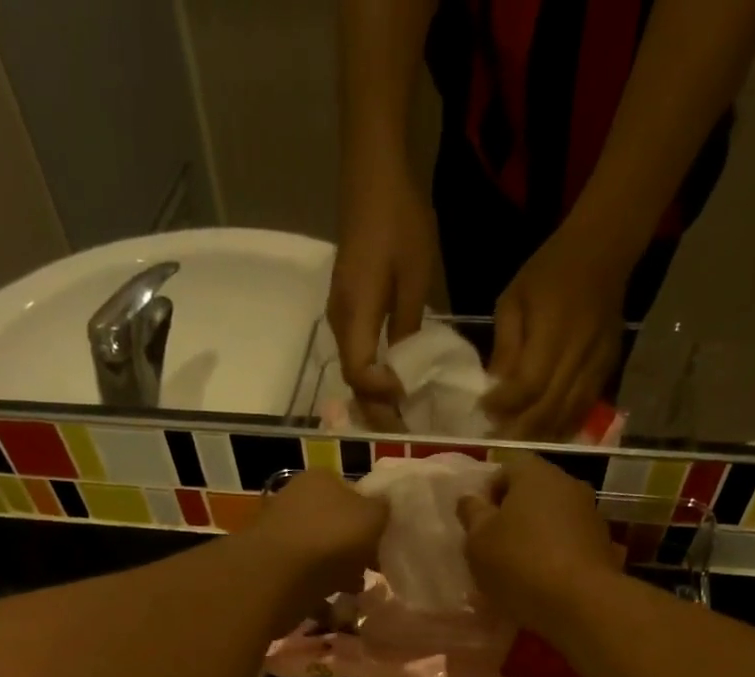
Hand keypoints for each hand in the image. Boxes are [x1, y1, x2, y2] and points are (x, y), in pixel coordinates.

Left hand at [252, 469, 389, 623]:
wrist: (277, 577)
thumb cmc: (331, 539)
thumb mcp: (373, 516)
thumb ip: (382, 509)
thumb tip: (381, 508)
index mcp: (321, 480)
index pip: (353, 494)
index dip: (371, 519)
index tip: (383, 544)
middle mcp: (296, 500)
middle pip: (335, 526)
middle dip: (354, 550)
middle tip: (371, 572)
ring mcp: (280, 534)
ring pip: (320, 555)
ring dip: (337, 574)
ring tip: (353, 594)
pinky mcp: (271, 568)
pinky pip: (304, 581)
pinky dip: (318, 594)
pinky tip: (331, 609)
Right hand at [329, 160, 438, 415]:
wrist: (374, 170)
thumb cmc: (399, 220)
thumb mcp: (415, 278)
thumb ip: (408, 328)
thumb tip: (405, 368)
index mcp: (354, 316)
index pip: (360, 375)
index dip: (382, 396)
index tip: (410, 400)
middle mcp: (339, 321)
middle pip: (352, 380)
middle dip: (377, 407)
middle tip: (407, 427)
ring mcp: (339, 313)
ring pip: (353, 367)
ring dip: (376, 393)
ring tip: (404, 409)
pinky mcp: (346, 304)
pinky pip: (356, 350)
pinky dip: (374, 371)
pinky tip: (396, 376)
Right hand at [457, 454, 618, 629]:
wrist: (579, 601)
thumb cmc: (518, 562)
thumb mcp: (478, 541)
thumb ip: (471, 515)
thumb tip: (470, 499)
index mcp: (534, 474)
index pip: (505, 471)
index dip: (487, 497)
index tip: (477, 527)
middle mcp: (568, 484)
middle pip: (532, 495)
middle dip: (512, 517)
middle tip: (494, 548)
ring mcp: (591, 514)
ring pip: (553, 519)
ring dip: (536, 537)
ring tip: (519, 570)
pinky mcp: (604, 544)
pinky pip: (570, 544)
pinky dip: (556, 556)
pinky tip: (544, 582)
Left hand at [481, 225, 629, 440]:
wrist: (603, 250)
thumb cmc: (549, 271)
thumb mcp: (513, 300)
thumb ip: (505, 347)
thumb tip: (494, 388)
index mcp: (555, 328)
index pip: (529, 384)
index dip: (504, 404)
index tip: (483, 409)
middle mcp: (581, 350)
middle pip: (549, 407)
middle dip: (520, 426)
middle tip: (496, 436)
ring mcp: (599, 362)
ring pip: (569, 414)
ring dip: (541, 433)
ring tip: (517, 440)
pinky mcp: (609, 368)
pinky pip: (585, 408)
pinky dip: (563, 425)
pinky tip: (545, 432)